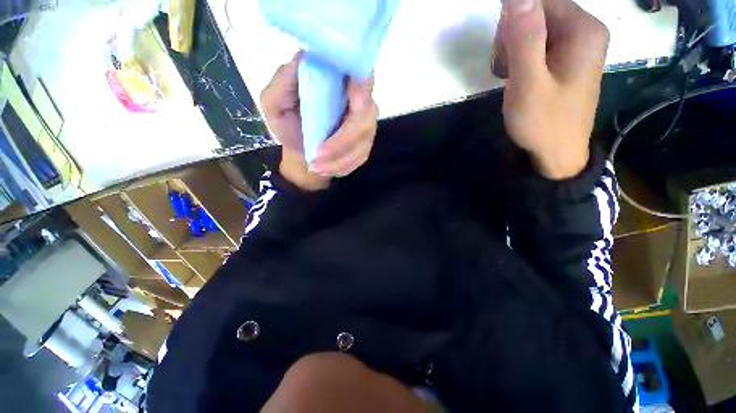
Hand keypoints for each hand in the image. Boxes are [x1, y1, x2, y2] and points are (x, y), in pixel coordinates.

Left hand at [260, 52, 378, 190]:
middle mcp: (359, 101)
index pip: (362, 75)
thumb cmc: (288, 126)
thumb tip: (304, 58)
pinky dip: (342, 166)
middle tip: (318, 156)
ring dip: (339, 159)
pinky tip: (325, 168)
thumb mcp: (275, 103)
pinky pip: (360, 157)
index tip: (351, 100)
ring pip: (363, 142)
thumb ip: (283, 81)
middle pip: (365, 116)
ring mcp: (366, 124)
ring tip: (316, 166)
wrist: (303, 154)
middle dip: (342, 141)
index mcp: (340, 81)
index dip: (361, 88)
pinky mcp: (366, 145)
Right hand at [493, 0, 608, 179]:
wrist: (557, 153)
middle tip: (507, 69)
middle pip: (538, 10)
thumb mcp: (529, 83)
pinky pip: (538, 43)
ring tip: (512, 77)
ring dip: (514, 48)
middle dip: (513, 35)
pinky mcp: (566, 59)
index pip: (540, 0)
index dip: (513, 20)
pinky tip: (518, 77)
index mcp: (582, 29)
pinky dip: (521, 57)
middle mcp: (584, 29)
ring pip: (534, 27)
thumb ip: (525, 39)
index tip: (504, 51)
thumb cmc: (543, 123)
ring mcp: (576, 45)